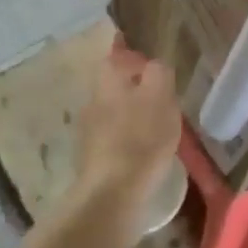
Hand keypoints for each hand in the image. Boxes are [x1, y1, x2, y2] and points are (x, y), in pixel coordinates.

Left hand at [72, 40, 179, 224]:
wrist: (111, 193)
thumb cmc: (140, 138)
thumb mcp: (160, 97)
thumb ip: (158, 73)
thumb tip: (154, 64)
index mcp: (107, 81)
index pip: (116, 55)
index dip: (132, 55)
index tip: (149, 61)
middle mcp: (92, 100)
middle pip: (113, 84)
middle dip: (133, 87)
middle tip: (159, 96)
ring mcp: (87, 130)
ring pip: (112, 111)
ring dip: (130, 114)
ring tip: (155, 126)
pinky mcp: (91, 157)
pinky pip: (112, 137)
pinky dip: (126, 138)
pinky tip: (141, 150)